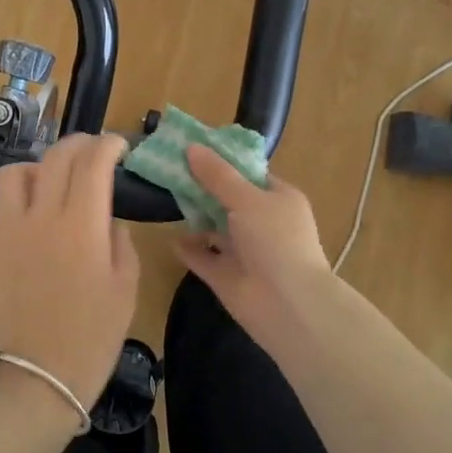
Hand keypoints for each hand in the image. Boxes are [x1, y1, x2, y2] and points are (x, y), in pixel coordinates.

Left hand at [0, 133, 140, 413]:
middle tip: (93, 152)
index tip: (120, 147)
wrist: (34, 382)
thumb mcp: (125, 290)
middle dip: (79, 144)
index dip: (109, 145)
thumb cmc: (90, 340)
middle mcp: (41, 215)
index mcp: (82, 224)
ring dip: (36, 167)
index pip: (94, 162)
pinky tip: (25, 219)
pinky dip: (12, 203)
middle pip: (56, 157)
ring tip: (50, 181)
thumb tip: (106, 219)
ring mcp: (6, 230)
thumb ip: (119, 242)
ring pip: (13, 173)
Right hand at [174, 145, 334, 346]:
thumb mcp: (246, 199)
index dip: (223, 162)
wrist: (287, 305)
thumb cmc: (275, 240)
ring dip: (194, 217)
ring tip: (164, 198)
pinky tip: (170, 237)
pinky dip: (189, 248)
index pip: (250, 174)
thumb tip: (191, 147)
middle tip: (169, 170)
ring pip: (215, 229)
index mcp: (278, 199)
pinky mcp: (228, 276)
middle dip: (202, 187)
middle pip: (228, 199)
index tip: (192, 150)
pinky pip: (204, 257)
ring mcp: (245, 251)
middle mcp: (263, 223)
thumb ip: (217, 175)